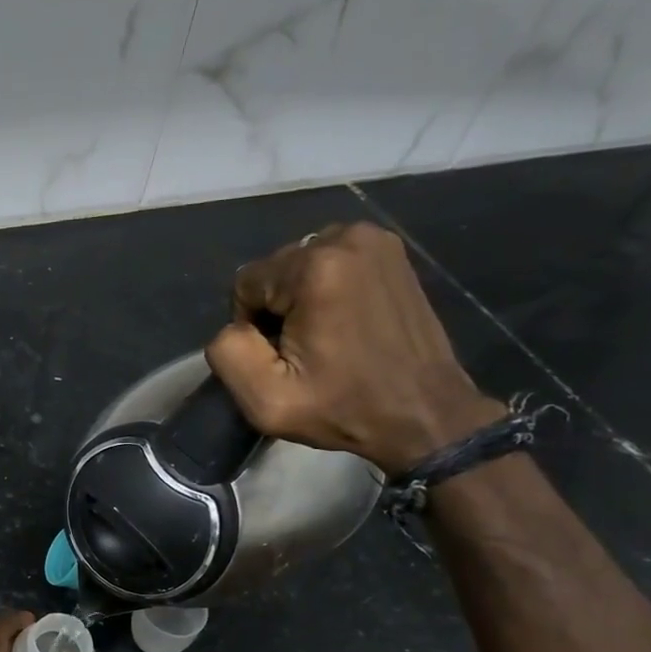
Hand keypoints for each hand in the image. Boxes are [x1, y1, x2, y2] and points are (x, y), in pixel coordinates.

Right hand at [204, 222, 505, 474]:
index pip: (245, 283)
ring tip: (327, 338)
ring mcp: (375, 240)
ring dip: (301, 299)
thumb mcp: (266, 400)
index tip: (283, 358)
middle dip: (278, 308)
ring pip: (301, 265)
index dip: (252, 326)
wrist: (423, 413)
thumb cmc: (342, 408)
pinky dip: (328, 290)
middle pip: (275, 270)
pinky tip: (346, 323)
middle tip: (306, 351)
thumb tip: (233, 326)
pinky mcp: (392, 252)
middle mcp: (346, 239)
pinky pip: (333, 263)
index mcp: (314, 268)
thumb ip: (227, 353)